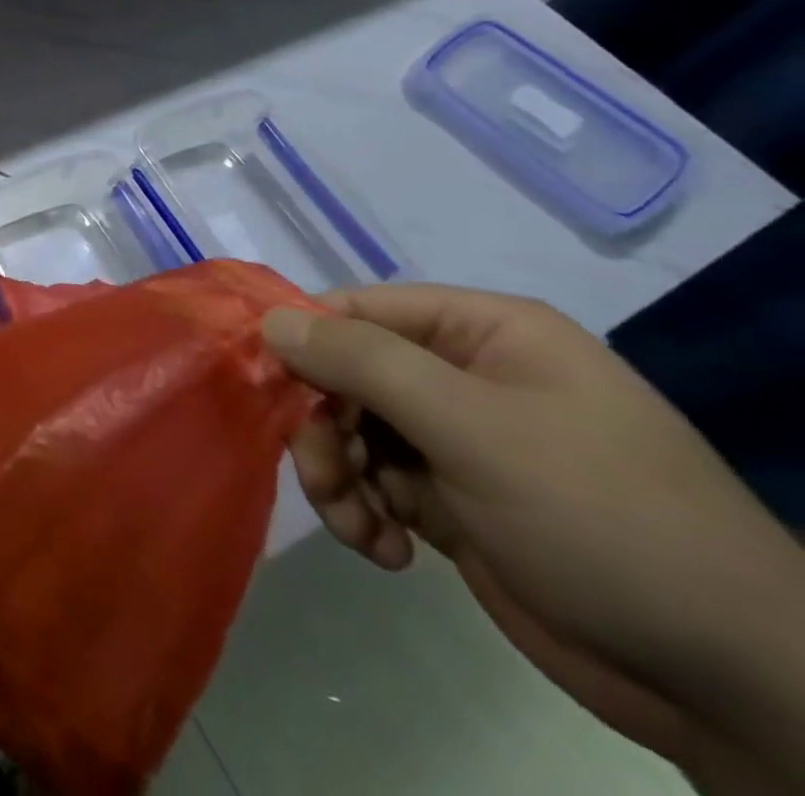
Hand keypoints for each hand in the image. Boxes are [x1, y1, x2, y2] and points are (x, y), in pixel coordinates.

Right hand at [262, 284, 804, 787]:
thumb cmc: (600, 517)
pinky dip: (365, 514)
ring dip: (339, 477)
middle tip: (326, 477)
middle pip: (346, 376)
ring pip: (351, 432)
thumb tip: (269, 319)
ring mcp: (457, 440)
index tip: (264, 387)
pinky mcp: (451, 500)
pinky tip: (388, 552)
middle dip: (325, 428)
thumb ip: (362, 362)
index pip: (358, 311)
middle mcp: (463, 375)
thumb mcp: (472, 427)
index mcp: (481, 332)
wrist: (728, 682)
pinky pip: (374, 484)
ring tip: (360, 525)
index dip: (305, 342)